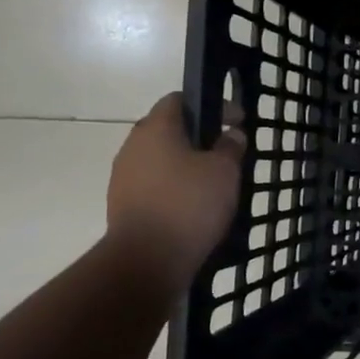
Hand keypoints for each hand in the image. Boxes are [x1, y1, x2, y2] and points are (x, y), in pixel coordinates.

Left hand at [106, 93, 244, 291]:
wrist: (146, 259)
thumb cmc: (189, 204)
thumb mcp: (225, 171)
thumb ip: (230, 147)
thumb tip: (231, 135)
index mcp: (156, 128)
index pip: (178, 99)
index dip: (210, 104)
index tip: (236, 121)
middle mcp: (133, 145)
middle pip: (168, 129)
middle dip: (198, 136)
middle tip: (226, 152)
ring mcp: (123, 176)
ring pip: (160, 158)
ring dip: (185, 163)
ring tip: (212, 182)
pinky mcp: (122, 203)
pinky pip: (153, 184)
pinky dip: (173, 186)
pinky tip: (193, 205)